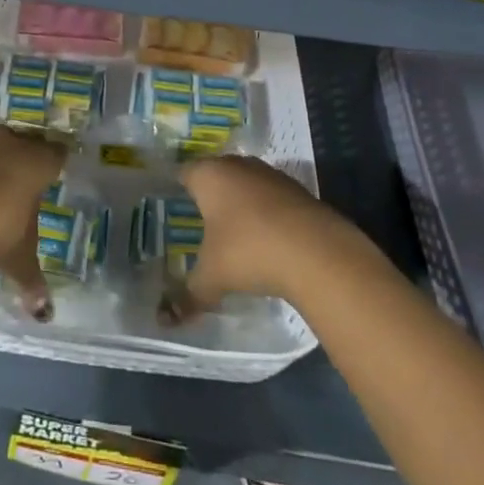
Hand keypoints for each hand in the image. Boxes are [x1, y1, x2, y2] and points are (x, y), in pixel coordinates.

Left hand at [0, 126, 66, 320]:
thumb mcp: (17, 258)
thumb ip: (32, 281)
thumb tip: (45, 314)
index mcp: (39, 164)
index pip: (58, 153)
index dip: (57, 162)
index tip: (56, 174)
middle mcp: (13, 145)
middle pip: (28, 141)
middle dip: (28, 154)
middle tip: (27, 175)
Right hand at [163, 155, 361, 323]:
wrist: (317, 252)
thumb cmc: (249, 251)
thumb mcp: (213, 277)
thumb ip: (189, 294)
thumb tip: (166, 318)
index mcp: (209, 175)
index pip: (184, 173)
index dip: (176, 188)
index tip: (171, 205)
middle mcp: (238, 165)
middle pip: (216, 175)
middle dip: (209, 196)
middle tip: (199, 220)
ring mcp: (270, 175)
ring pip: (246, 184)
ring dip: (240, 203)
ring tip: (233, 232)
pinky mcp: (297, 190)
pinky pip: (270, 198)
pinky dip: (266, 213)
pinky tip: (266, 239)